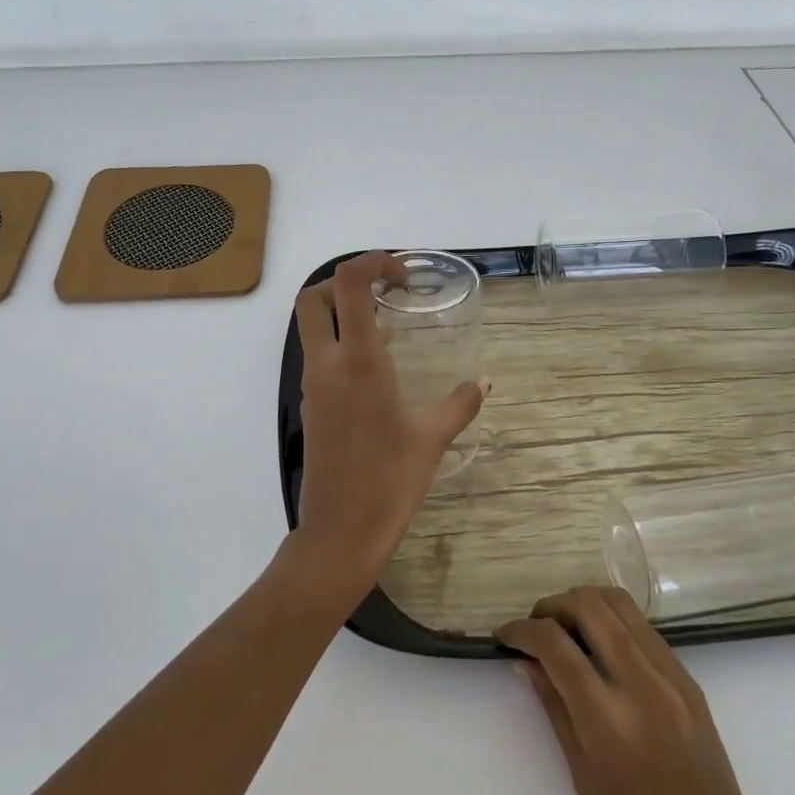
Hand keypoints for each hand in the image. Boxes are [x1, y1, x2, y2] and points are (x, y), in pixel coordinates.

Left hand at [290, 251, 483, 600]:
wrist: (341, 532)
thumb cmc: (389, 480)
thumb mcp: (432, 438)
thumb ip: (460, 403)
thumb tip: (483, 383)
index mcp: (358, 360)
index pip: (349, 283)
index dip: (372, 262)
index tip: (403, 276)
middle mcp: (327, 363)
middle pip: (314, 297)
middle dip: (346, 282)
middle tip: (385, 293)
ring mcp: (313, 385)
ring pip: (312, 327)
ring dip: (344, 313)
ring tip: (389, 327)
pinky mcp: (311, 406)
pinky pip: (319, 356)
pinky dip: (341, 344)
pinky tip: (378, 369)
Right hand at [497, 587, 787, 794]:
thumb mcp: (583, 778)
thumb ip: (554, 708)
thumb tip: (525, 662)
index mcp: (608, 718)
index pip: (555, 645)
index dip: (521, 630)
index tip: (504, 635)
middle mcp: (642, 684)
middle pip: (589, 606)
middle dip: (552, 606)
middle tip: (534, 627)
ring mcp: (672, 677)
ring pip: (620, 604)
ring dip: (584, 604)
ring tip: (564, 627)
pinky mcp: (690, 679)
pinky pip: (644, 628)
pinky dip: (614, 621)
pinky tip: (600, 645)